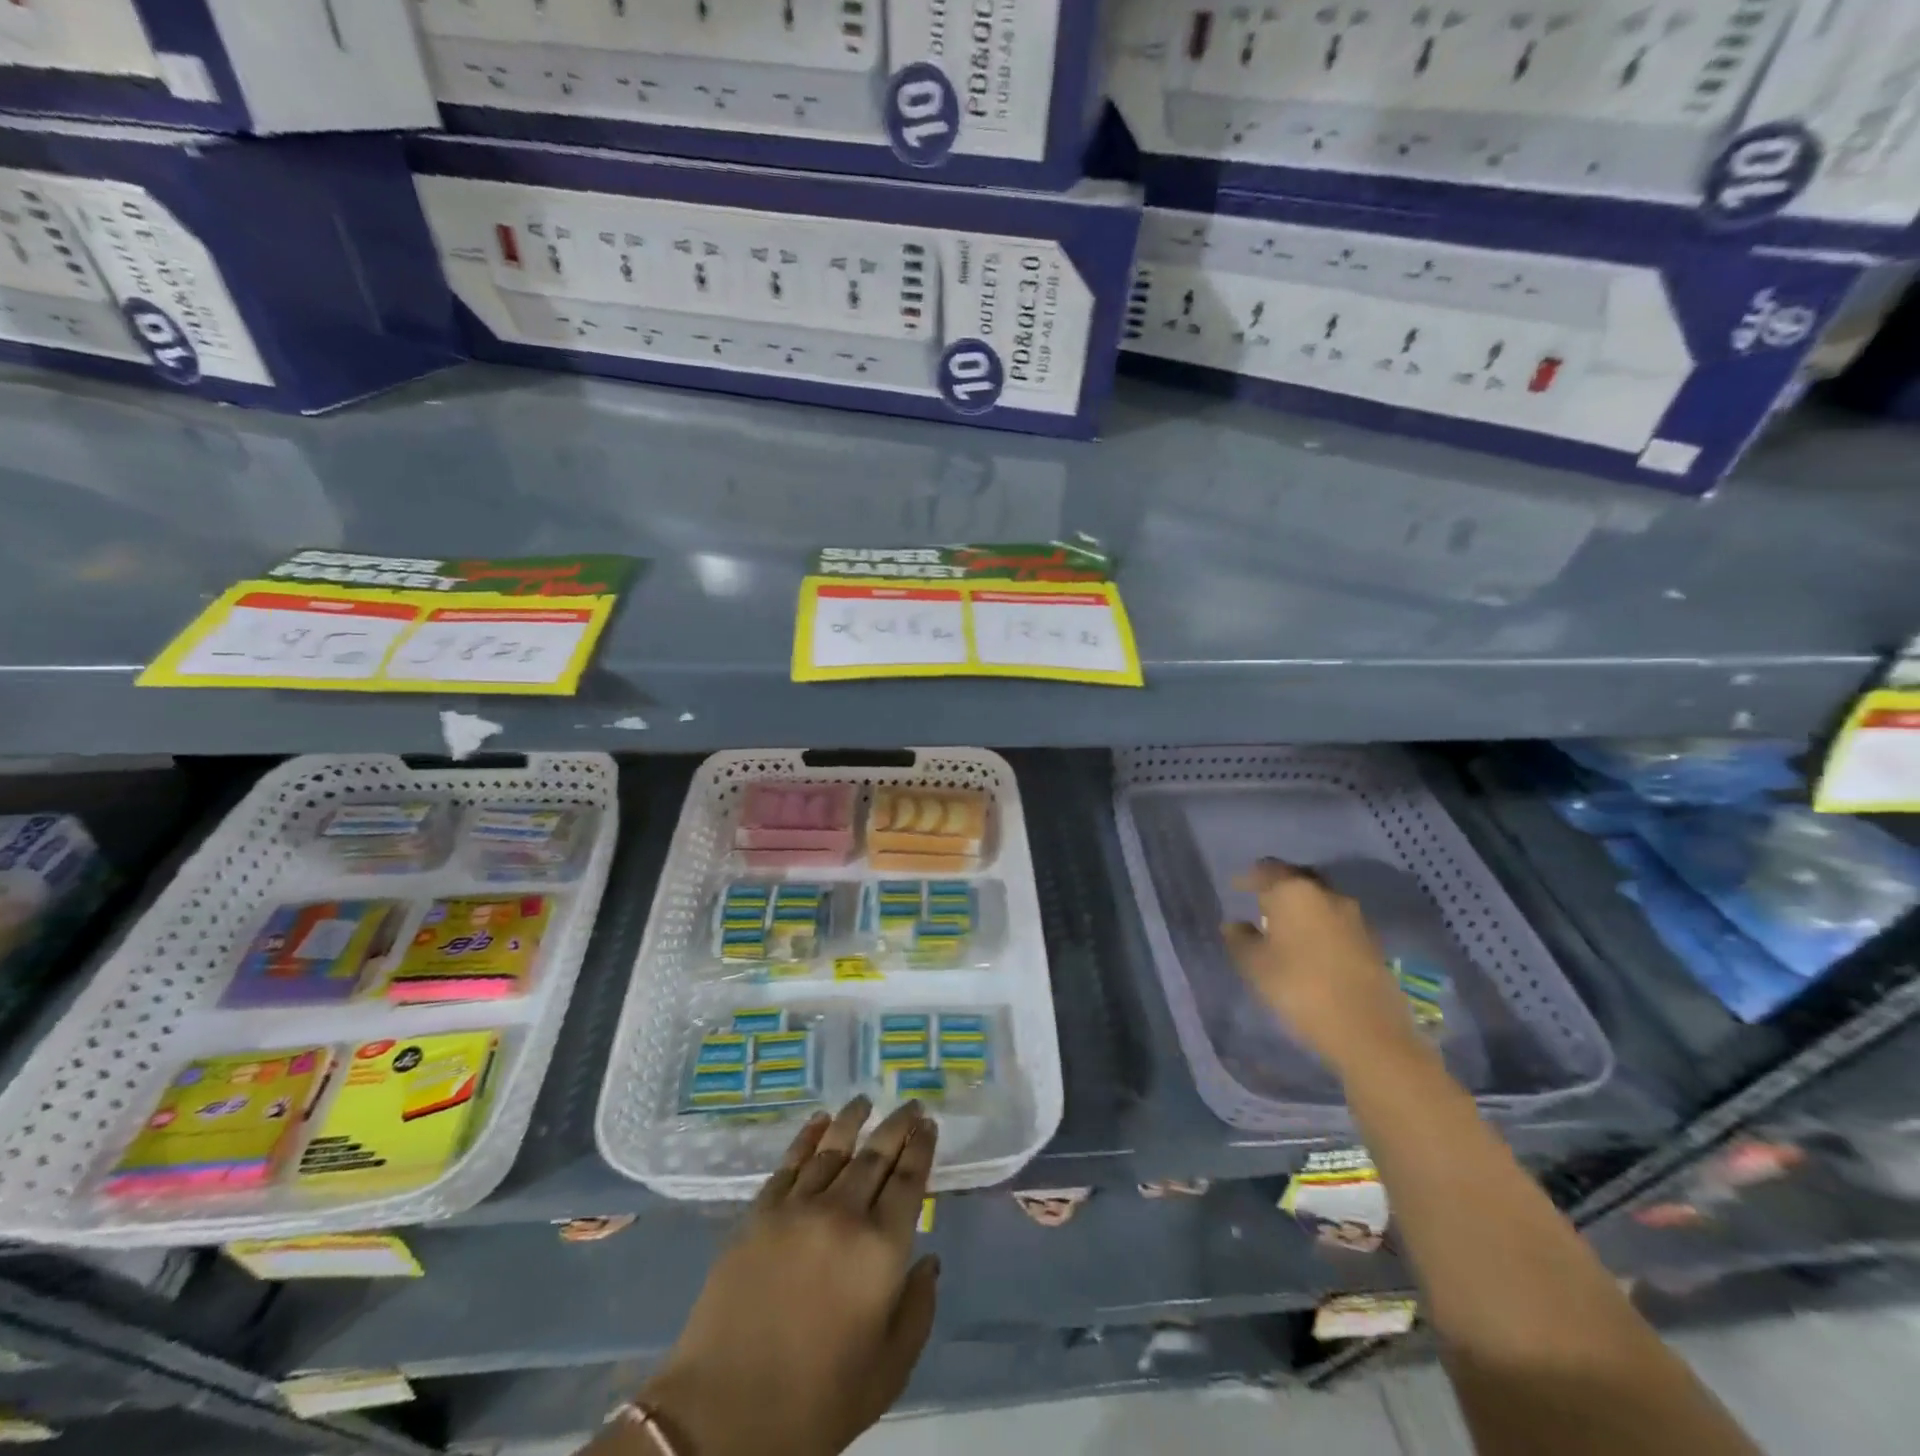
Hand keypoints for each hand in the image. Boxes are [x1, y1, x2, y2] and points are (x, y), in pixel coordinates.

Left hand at [635, 1098, 938, 1455]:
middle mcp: (844, 1213)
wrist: (724, 1415)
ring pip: (833, 1147)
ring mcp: (798, 1208)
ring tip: (865, 1101)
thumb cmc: (818, 1402)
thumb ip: (917, 1309)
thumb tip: (930, 1260)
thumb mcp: (888, 1370)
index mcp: (881, 1249)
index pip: (909, 1180)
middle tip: (910, 1104)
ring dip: (853, 1120)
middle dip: (897, 1125)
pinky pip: (790, 1162)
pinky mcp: (760, 1213)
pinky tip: (818, 1122)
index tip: (929, 1124)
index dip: (922, 1148)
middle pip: (876, 1154)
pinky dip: (808, 1137)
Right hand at [1222, 858, 1423, 1075]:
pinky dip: (1319, 927)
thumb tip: (1234, 924)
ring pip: (1319, 901)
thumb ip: (1239, 939)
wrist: (1368, 1031)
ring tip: (1284, 928)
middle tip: (1260, 904)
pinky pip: (1336, 923)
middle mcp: (1326, 894)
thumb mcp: (1254, 965)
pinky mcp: (1371, 942)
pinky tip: (1309, 947)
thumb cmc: (1299, 987)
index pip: (1266, 869)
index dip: (1248, 878)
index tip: (1235, 888)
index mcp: (1294, 891)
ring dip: (1301, 909)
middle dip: (1278, 888)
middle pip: (1297, 880)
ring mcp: (1354, 917)